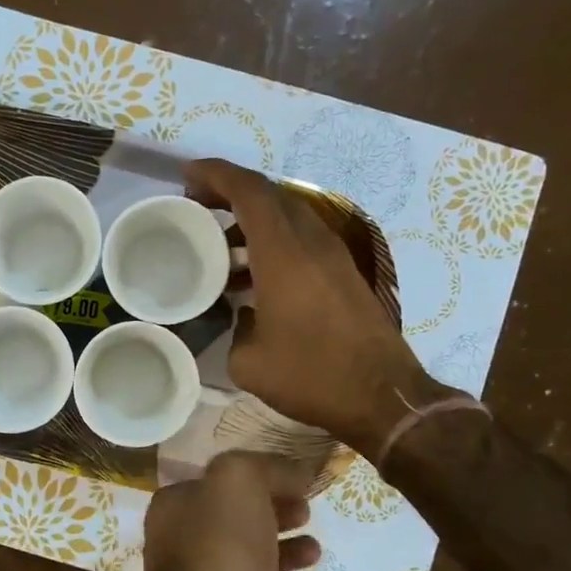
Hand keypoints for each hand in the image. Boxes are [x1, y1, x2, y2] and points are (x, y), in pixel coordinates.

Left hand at [142, 452, 321, 570]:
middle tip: (306, 513)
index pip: (215, 484)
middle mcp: (181, 547)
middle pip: (234, 522)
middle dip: (273, 514)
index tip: (294, 482)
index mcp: (174, 510)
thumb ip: (264, 467)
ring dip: (285, 552)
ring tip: (315, 549)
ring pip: (249, 561)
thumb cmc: (222, 547)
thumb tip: (294, 471)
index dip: (257, 479)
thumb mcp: (238, 481)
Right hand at [186, 158, 453, 457]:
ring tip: (219, 244)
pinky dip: (272, 241)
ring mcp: (333, 256)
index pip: (249, 191)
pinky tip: (252, 275)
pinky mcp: (343, 274)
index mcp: (284, 253)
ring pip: (288, 216)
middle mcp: (311, 242)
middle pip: (269, 195)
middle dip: (230, 191)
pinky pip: (301, 239)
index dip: (216, 174)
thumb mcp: (249, 362)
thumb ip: (235, 328)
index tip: (187, 175)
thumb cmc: (311, 375)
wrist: (383, 396)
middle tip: (197, 204)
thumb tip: (241, 316)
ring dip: (251, 219)